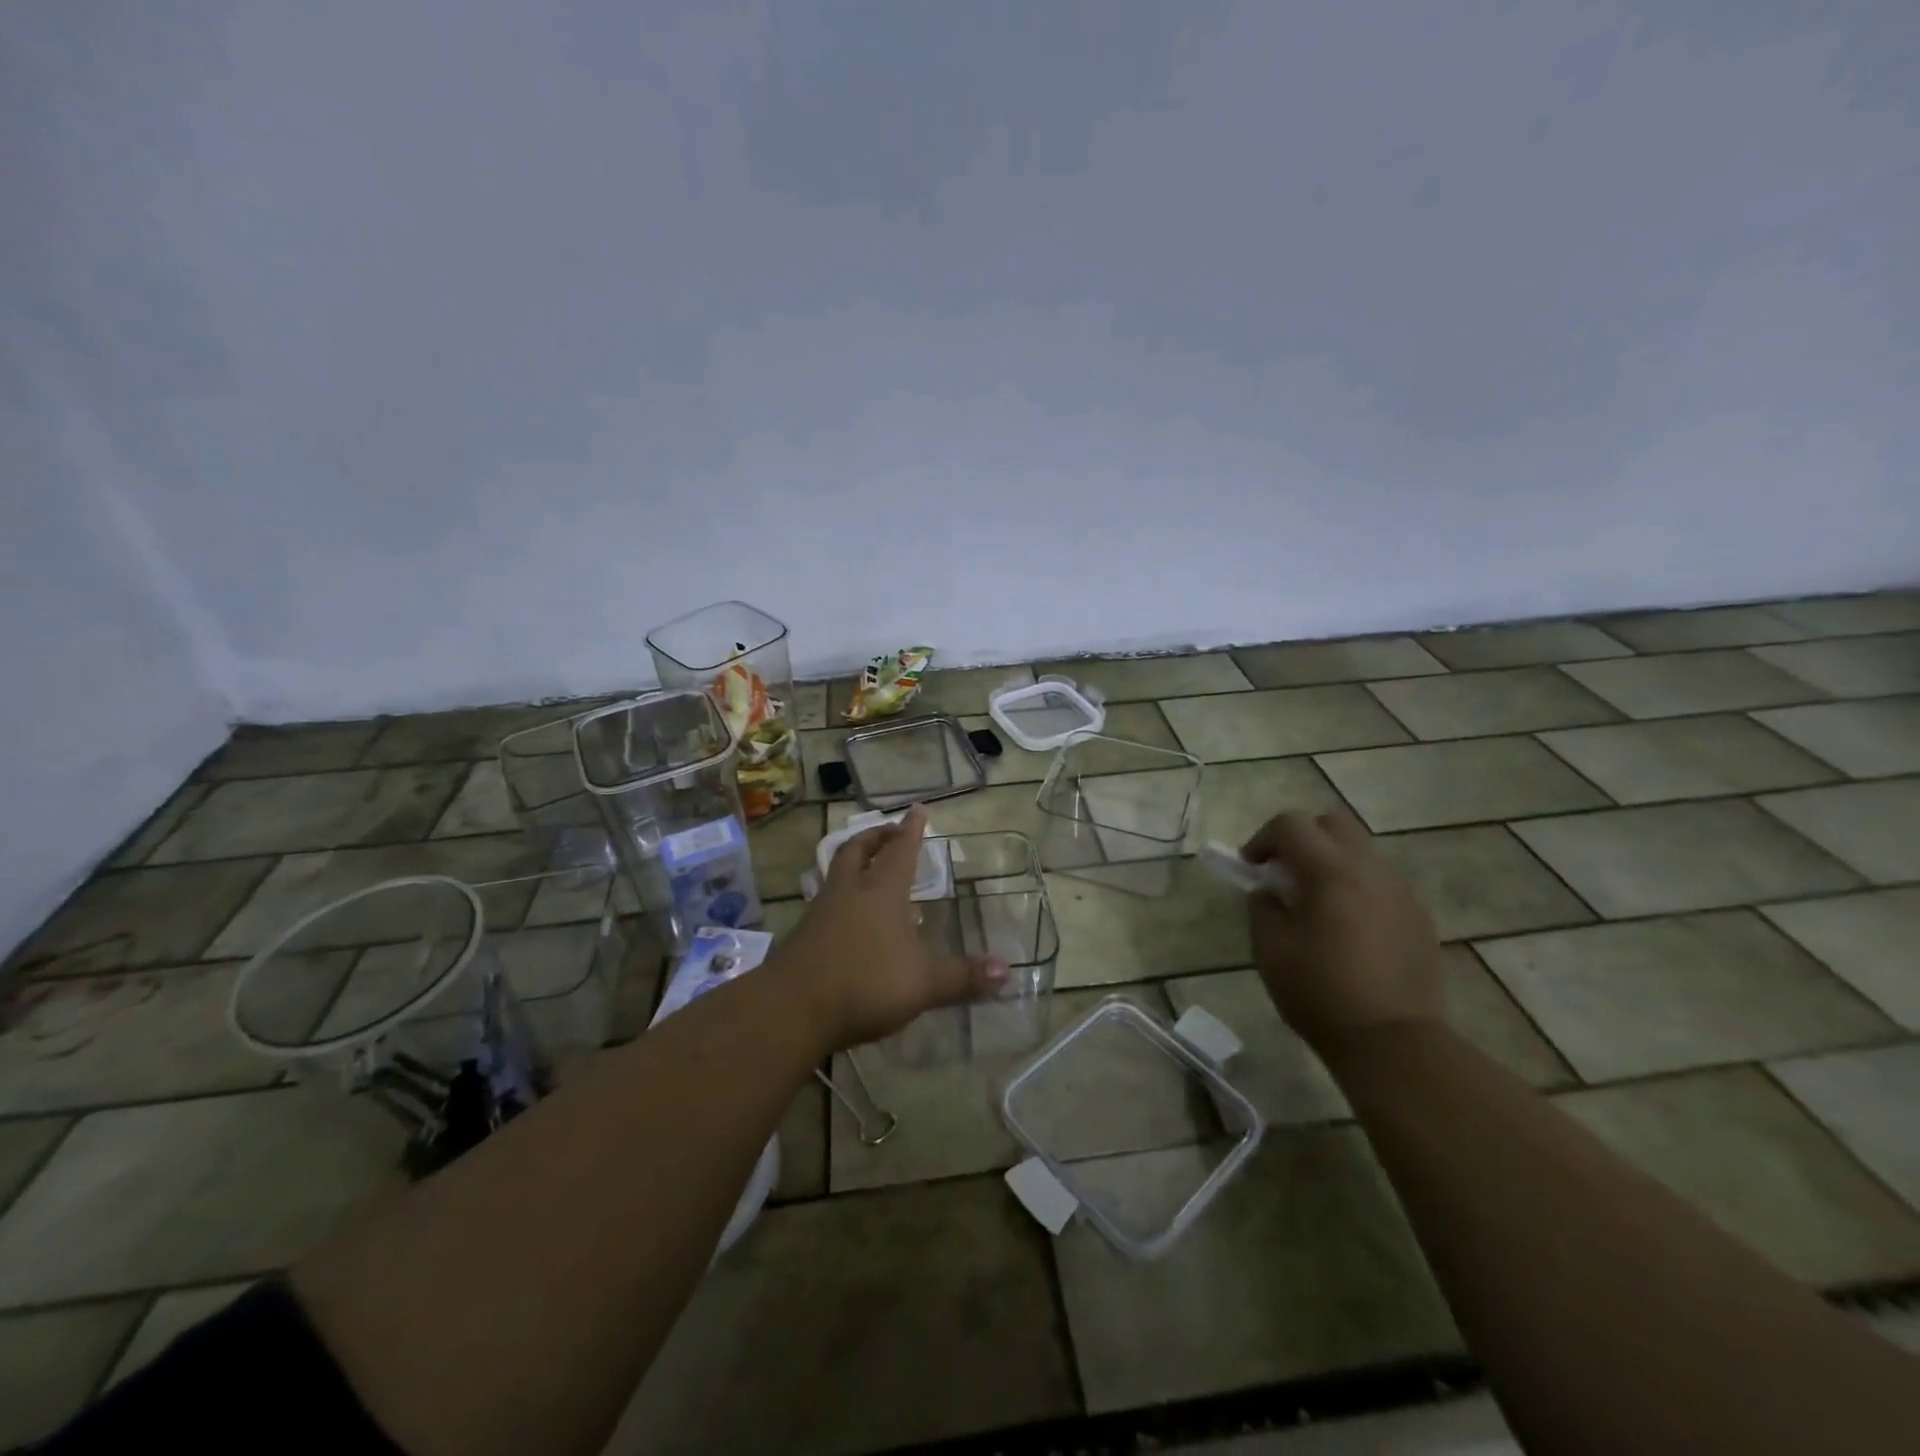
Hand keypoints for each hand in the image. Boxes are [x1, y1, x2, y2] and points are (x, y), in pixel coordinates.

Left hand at [776, 805, 1008, 1050]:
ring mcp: (820, 912)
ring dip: (853, 863)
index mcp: (881, 892)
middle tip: (889, 832)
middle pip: (858, 850)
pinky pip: (824, 902)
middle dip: (875, 836)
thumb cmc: (865, 983)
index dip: (911, 829)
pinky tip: (848, 918)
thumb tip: (1007, 971)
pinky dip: (840, 897)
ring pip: (836, 873)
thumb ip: (963, 977)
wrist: (792, 1009)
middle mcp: (849, 892)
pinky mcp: (801, 937)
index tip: (918, 809)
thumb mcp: (923, 984)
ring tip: (868, 869)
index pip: (900, 850)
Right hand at [1241, 807, 1442, 1055]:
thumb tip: (1268, 892)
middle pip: (1333, 822)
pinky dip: (1357, 886)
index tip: (1250, 867)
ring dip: (1332, 861)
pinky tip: (1347, 926)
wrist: (1393, 1042)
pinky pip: (1381, 881)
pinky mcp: (1418, 916)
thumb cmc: (1320, 993)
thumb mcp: (1270, 950)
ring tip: (1316, 901)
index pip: (1291, 824)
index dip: (1263, 838)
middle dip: (1302, 837)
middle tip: (1284, 872)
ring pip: (1361, 850)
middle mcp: (1369, 869)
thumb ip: (1262, 908)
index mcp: (1329, 871)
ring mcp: (1400, 891)